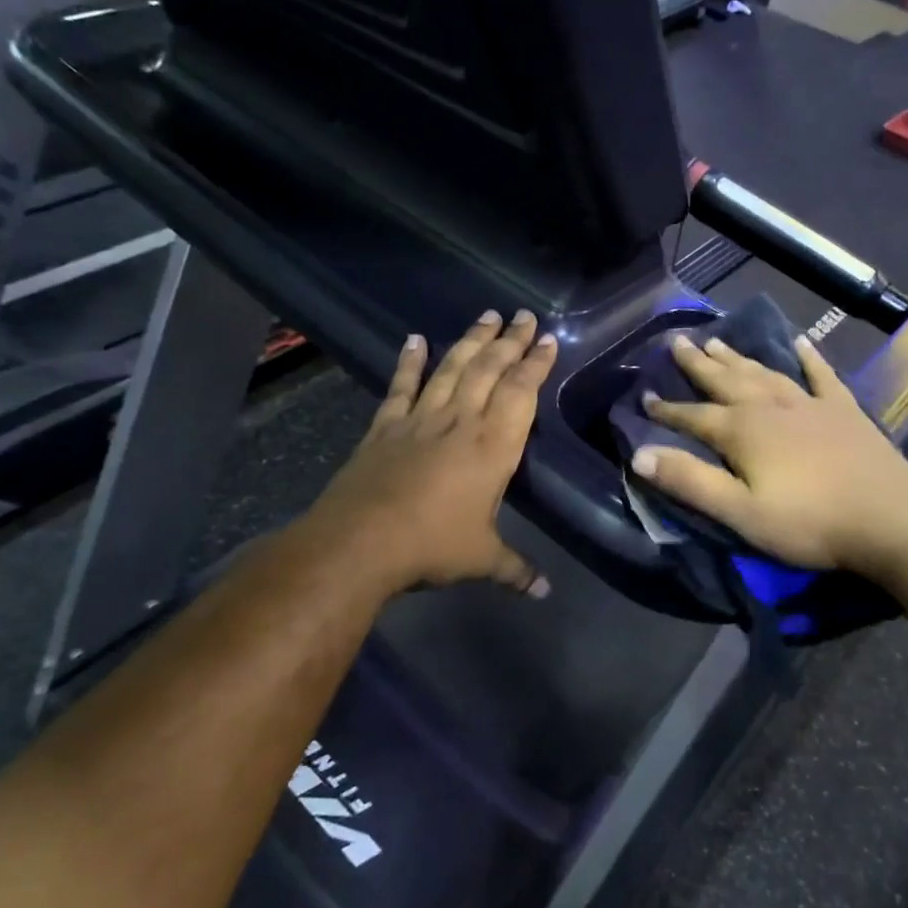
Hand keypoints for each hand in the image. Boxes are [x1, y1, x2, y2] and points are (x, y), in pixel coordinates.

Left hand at [296, 309, 558, 598]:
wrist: (362, 541)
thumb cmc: (433, 545)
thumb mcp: (482, 559)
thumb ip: (516, 570)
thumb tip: (545, 593)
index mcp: (494, 446)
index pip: (521, 393)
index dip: (535, 364)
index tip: (546, 339)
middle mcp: (461, 422)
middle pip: (489, 370)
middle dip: (509, 341)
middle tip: (522, 314)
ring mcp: (421, 419)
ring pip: (451, 368)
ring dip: (470, 341)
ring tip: (486, 316)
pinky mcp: (387, 426)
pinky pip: (402, 386)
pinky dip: (409, 362)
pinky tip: (415, 339)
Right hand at [632, 334, 907, 573]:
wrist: (889, 518)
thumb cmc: (808, 522)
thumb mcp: (740, 512)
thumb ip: (690, 481)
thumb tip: (639, 455)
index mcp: (742, 431)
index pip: (693, 416)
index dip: (667, 410)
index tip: (644, 397)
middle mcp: (770, 407)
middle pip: (726, 381)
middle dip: (698, 364)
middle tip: (677, 341)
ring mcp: (810, 404)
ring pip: (765, 372)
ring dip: (738, 357)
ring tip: (717, 339)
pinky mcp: (844, 410)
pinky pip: (822, 375)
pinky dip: (809, 357)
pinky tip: (801, 341)